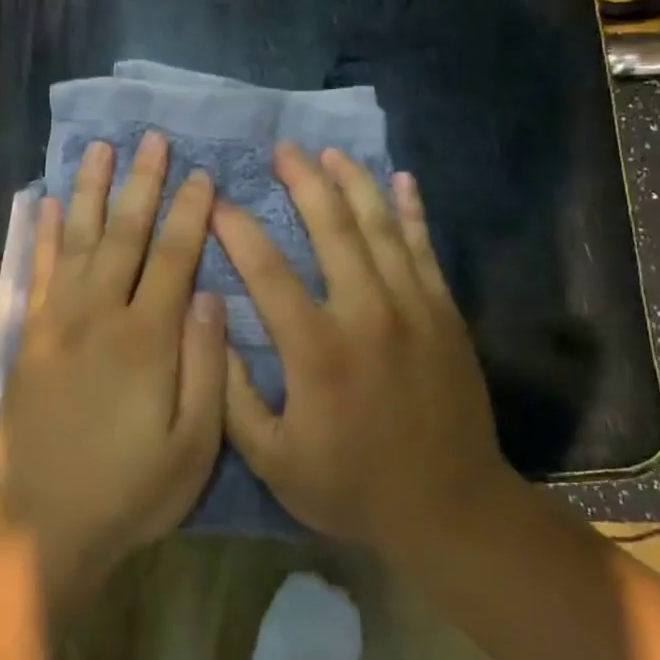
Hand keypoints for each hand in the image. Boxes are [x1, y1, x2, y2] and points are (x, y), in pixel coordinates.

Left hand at [0, 131, 225, 602]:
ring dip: (88, 191)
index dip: (190, 213)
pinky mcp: (29, 336)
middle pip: (124, 234)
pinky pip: (37, 272)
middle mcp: (99, 316)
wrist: (49, 523)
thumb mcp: (194, 444)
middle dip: (141, 183)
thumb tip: (212, 295)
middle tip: (152, 139)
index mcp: (147, 339)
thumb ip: (206, 364)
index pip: (174, 257)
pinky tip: (44, 202)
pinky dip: (41, 234)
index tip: (202, 174)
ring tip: (99, 148)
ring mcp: (57, 322)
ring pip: (75, 239)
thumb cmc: (134, 488)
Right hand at [213, 144, 508, 556]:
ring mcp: (413, 308)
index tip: (214, 200)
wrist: (450, 509)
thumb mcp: (273, 459)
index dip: (238, 230)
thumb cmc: (352, 486)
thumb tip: (209, 325)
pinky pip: (424, 249)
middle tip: (282, 149)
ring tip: (329, 153)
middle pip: (332, 229)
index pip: (268, 271)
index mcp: (317, 350)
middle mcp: (366, 314)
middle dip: (304, 182)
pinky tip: (400, 180)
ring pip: (380, 227)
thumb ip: (233, 393)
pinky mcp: (445, 314)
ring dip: (353, 184)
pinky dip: (411, 212)